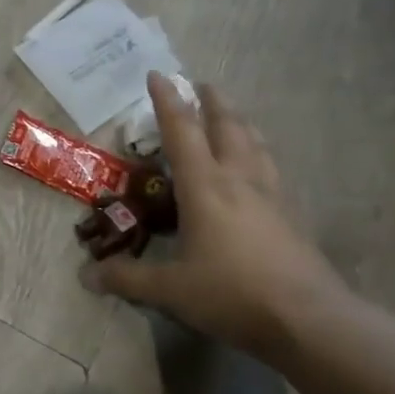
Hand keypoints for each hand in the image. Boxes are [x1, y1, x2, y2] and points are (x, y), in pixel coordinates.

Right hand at [81, 73, 348, 353]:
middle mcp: (239, 179)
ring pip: (255, 143)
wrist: (308, 319)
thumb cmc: (232, 293)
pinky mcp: (291, 214)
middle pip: (227, 126)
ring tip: (231, 117)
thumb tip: (86, 276)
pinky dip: (258, 153)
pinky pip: (271, 168)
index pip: (182, 132)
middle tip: (201, 85)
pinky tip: (258, 168)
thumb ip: (127, 279)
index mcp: (206, 186)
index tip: (158, 74)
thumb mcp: (170, 290)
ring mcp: (271, 195)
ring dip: (239, 123)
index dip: (167, 101)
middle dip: (211, 102)